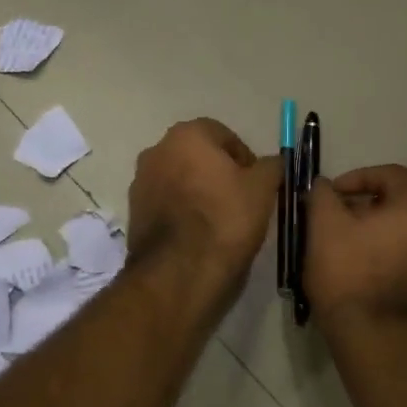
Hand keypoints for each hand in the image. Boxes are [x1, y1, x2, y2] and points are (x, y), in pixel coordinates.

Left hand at [126, 118, 279, 286]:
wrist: (179, 271)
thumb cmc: (225, 218)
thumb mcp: (263, 188)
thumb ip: (272, 166)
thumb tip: (273, 162)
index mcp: (187, 135)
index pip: (224, 136)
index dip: (245, 159)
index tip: (257, 184)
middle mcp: (157, 150)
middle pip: (198, 156)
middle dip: (219, 173)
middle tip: (240, 201)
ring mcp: (140, 181)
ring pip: (180, 179)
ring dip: (198, 191)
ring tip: (220, 220)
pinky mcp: (133, 212)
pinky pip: (166, 203)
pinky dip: (181, 211)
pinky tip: (198, 234)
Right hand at [304, 164, 406, 328]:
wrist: (378, 339)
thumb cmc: (350, 274)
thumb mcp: (323, 226)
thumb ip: (322, 195)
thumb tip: (324, 187)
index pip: (392, 174)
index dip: (358, 177)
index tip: (332, 195)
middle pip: (400, 204)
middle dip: (365, 207)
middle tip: (335, 222)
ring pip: (404, 234)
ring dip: (375, 234)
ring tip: (344, 250)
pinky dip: (386, 258)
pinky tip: (361, 276)